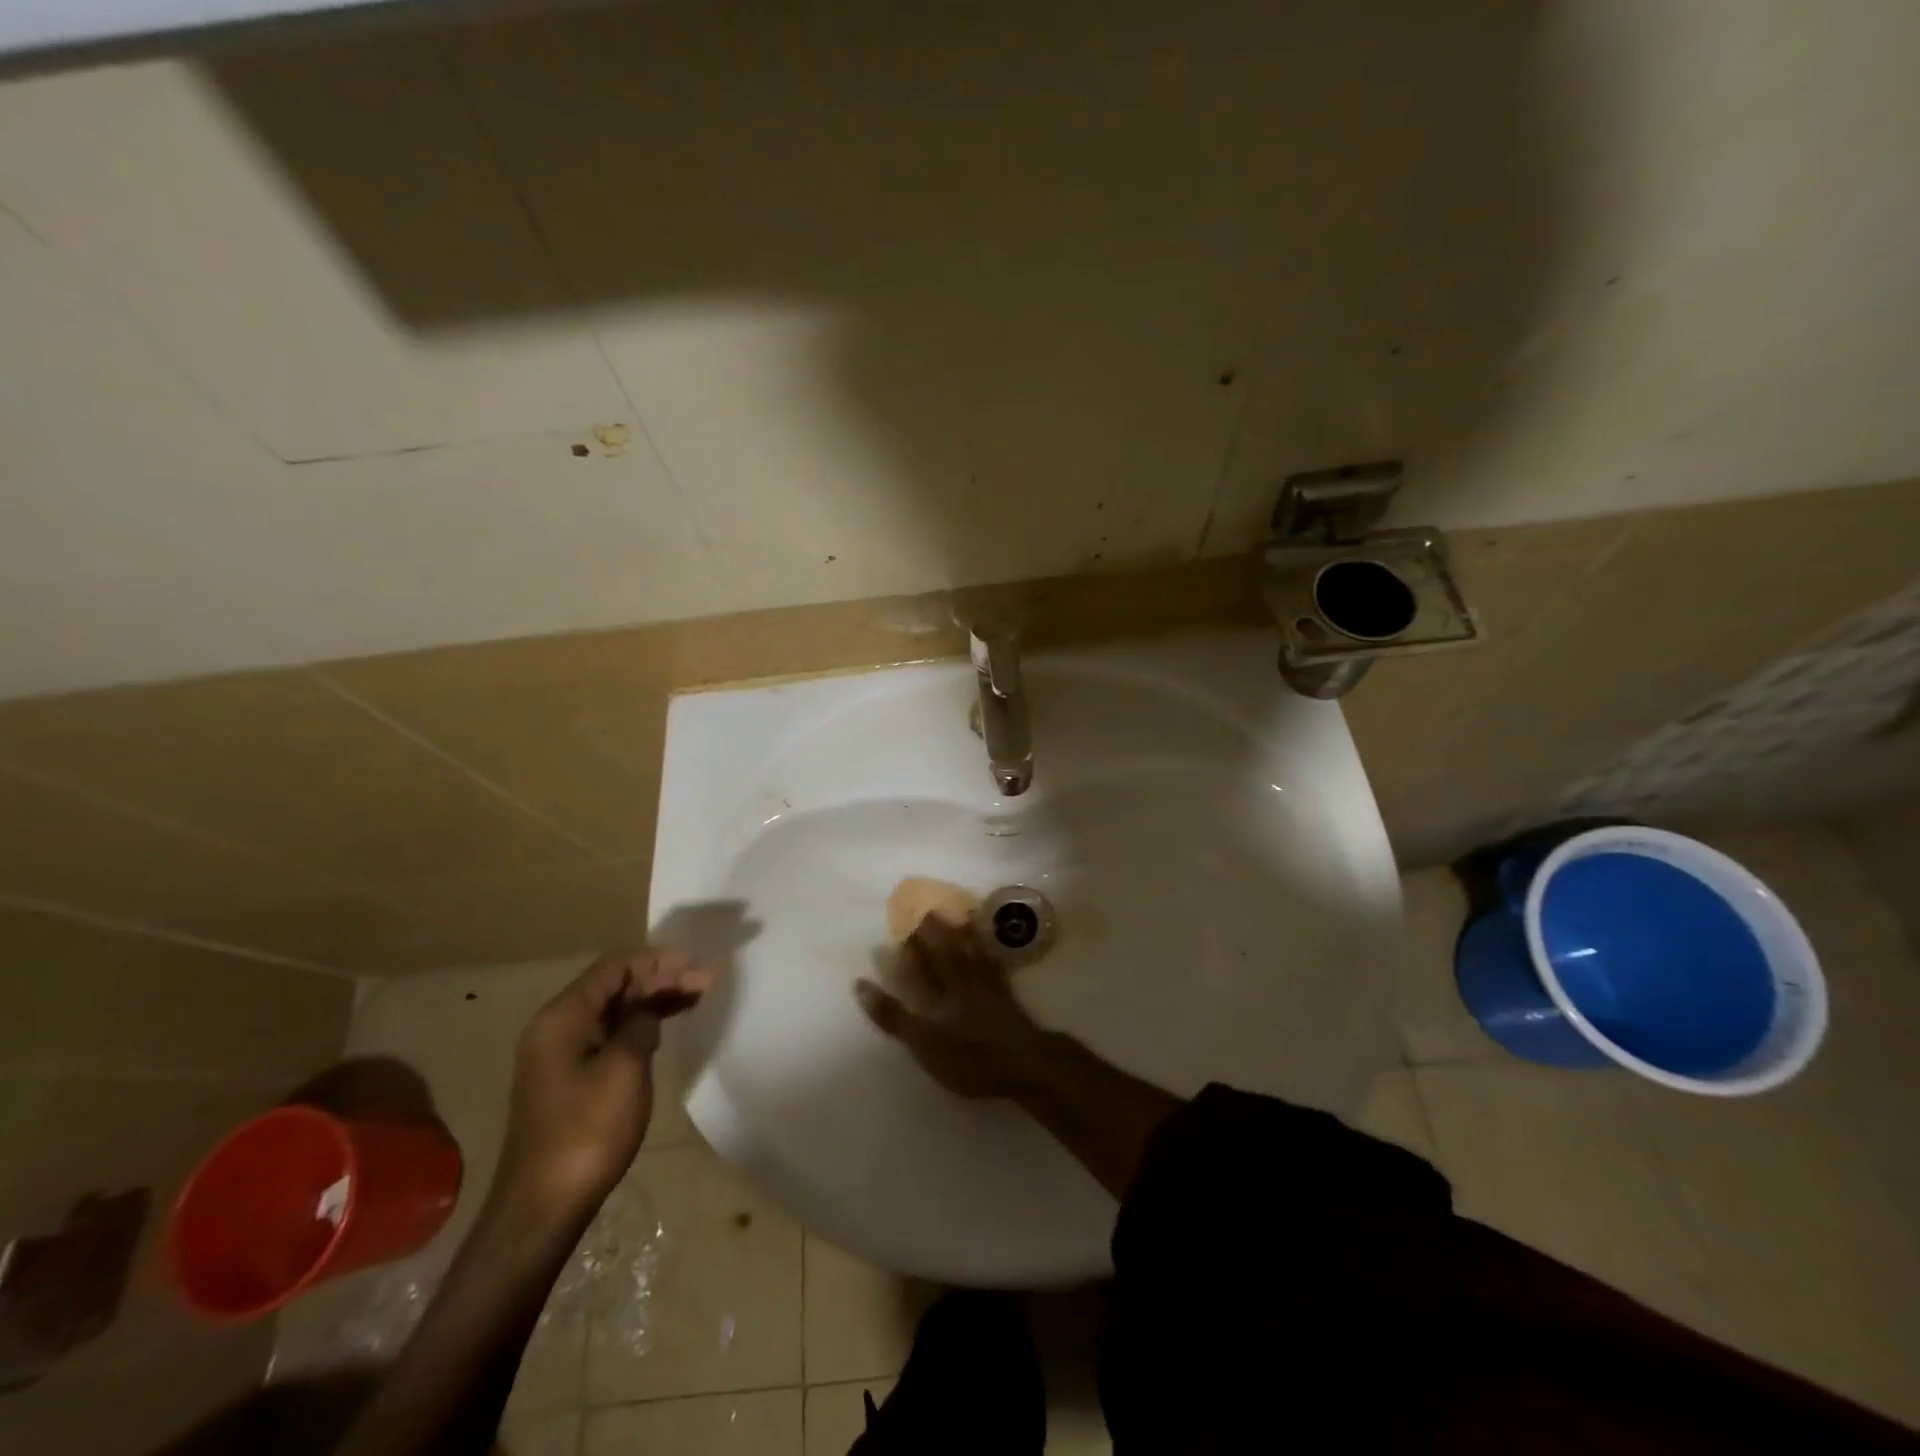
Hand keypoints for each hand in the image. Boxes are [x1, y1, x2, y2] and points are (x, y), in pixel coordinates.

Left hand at [492, 948, 712, 1230]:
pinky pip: (610, 1034)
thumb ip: (640, 1023)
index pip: (614, 967)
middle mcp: (557, 1027)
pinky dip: (641, 1025)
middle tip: (707, 980)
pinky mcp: (570, 1078)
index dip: (658, 960)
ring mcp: (561, 1054)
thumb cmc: (587, 1131)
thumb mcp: (624, 1068)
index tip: (696, 962)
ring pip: (615, 1010)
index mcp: (562, 1017)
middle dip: (661, 978)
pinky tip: (667, 1025)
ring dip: (655, 1000)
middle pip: (615, 986)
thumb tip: (647, 1009)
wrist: (542, 1208)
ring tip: (697, 996)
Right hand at [855, 915, 1045, 1097]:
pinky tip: (989, 943)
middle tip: (925, 911)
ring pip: (970, 954)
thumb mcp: (922, 1042)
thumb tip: (860, 983)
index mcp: (937, 995)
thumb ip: (892, 1015)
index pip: (918, 966)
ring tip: (955, 914)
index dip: (908, 949)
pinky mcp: (1006, 996)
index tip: (897, 929)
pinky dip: (988, 951)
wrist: (1023, 1063)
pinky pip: (994, 965)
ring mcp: (986, 988)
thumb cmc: (968, 1058)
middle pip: (945, 953)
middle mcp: (959, 984)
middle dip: (933, 933)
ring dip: (961, 934)